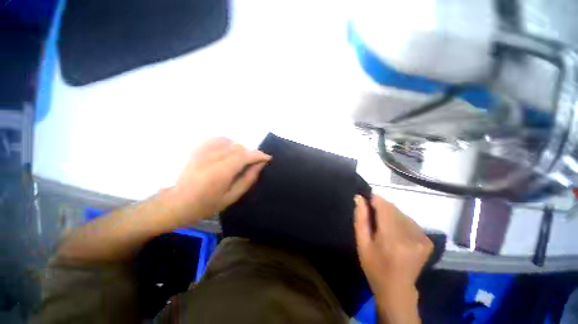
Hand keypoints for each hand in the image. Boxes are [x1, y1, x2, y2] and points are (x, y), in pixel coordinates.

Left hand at [166, 137, 270, 225]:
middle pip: (239, 148)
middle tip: (254, 164)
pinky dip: (228, 143)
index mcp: (221, 172)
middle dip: (251, 154)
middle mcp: (212, 158)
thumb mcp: (232, 197)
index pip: (245, 156)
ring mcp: (202, 151)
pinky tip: (228, 152)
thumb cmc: (206, 205)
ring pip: (230, 142)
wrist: (177, 202)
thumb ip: (248, 179)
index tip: (267, 158)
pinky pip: (217, 139)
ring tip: (240, 160)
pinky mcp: (197, 149)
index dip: (259, 155)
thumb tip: (260, 165)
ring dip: (240, 150)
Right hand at [354, 194, 431, 323]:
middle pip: (394, 209)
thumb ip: (360, 218)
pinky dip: (400, 221)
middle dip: (381, 207)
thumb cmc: (374, 266)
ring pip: (402, 213)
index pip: (385, 207)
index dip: (375, 199)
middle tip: (372, 215)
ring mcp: (421, 239)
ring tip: (383, 225)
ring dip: (390, 214)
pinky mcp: (427, 241)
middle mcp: (410, 236)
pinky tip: (395, 231)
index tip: (367, 199)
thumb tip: (359, 197)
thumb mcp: (362, 243)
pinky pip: (410, 221)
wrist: (397, 289)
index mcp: (391, 238)